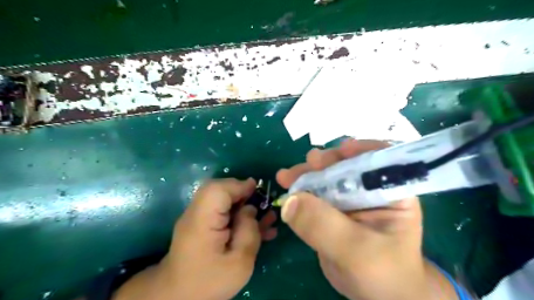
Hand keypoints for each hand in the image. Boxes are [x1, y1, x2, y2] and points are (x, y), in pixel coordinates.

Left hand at [113, 178, 276, 299]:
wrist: (179, 296)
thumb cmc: (208, 282)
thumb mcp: (238, 263)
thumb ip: (248, 232)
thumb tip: (250, 209)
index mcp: (202, 220)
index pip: (218, 189)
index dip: (239, 185)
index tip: (258, 189)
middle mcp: (197, 212)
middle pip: (220, 190)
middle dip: (243, 193)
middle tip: (262, 203)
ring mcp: (199, 218)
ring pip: (223, 199)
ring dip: (244, 203)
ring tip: (265, 215)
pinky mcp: (203, 224)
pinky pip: (222, 211)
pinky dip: (239, 213)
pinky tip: (257, 225)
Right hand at [278, 140, 455, 299]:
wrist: (375, 295)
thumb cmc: (382, 274)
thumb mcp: (357, 251)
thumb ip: (324, 226)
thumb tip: (290, 200)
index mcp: (391, 192)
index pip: (382, 160)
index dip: (363, 150)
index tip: (342, 149)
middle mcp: (370, 189)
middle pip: (347, 165)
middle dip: (326, 162)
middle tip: (308, 163)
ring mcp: (348, 199)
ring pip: (326, 178)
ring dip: (307, 174)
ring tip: (287, 176)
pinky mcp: (331, 209)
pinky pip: (314, 194)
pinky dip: (299, 189)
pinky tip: (286, 186)